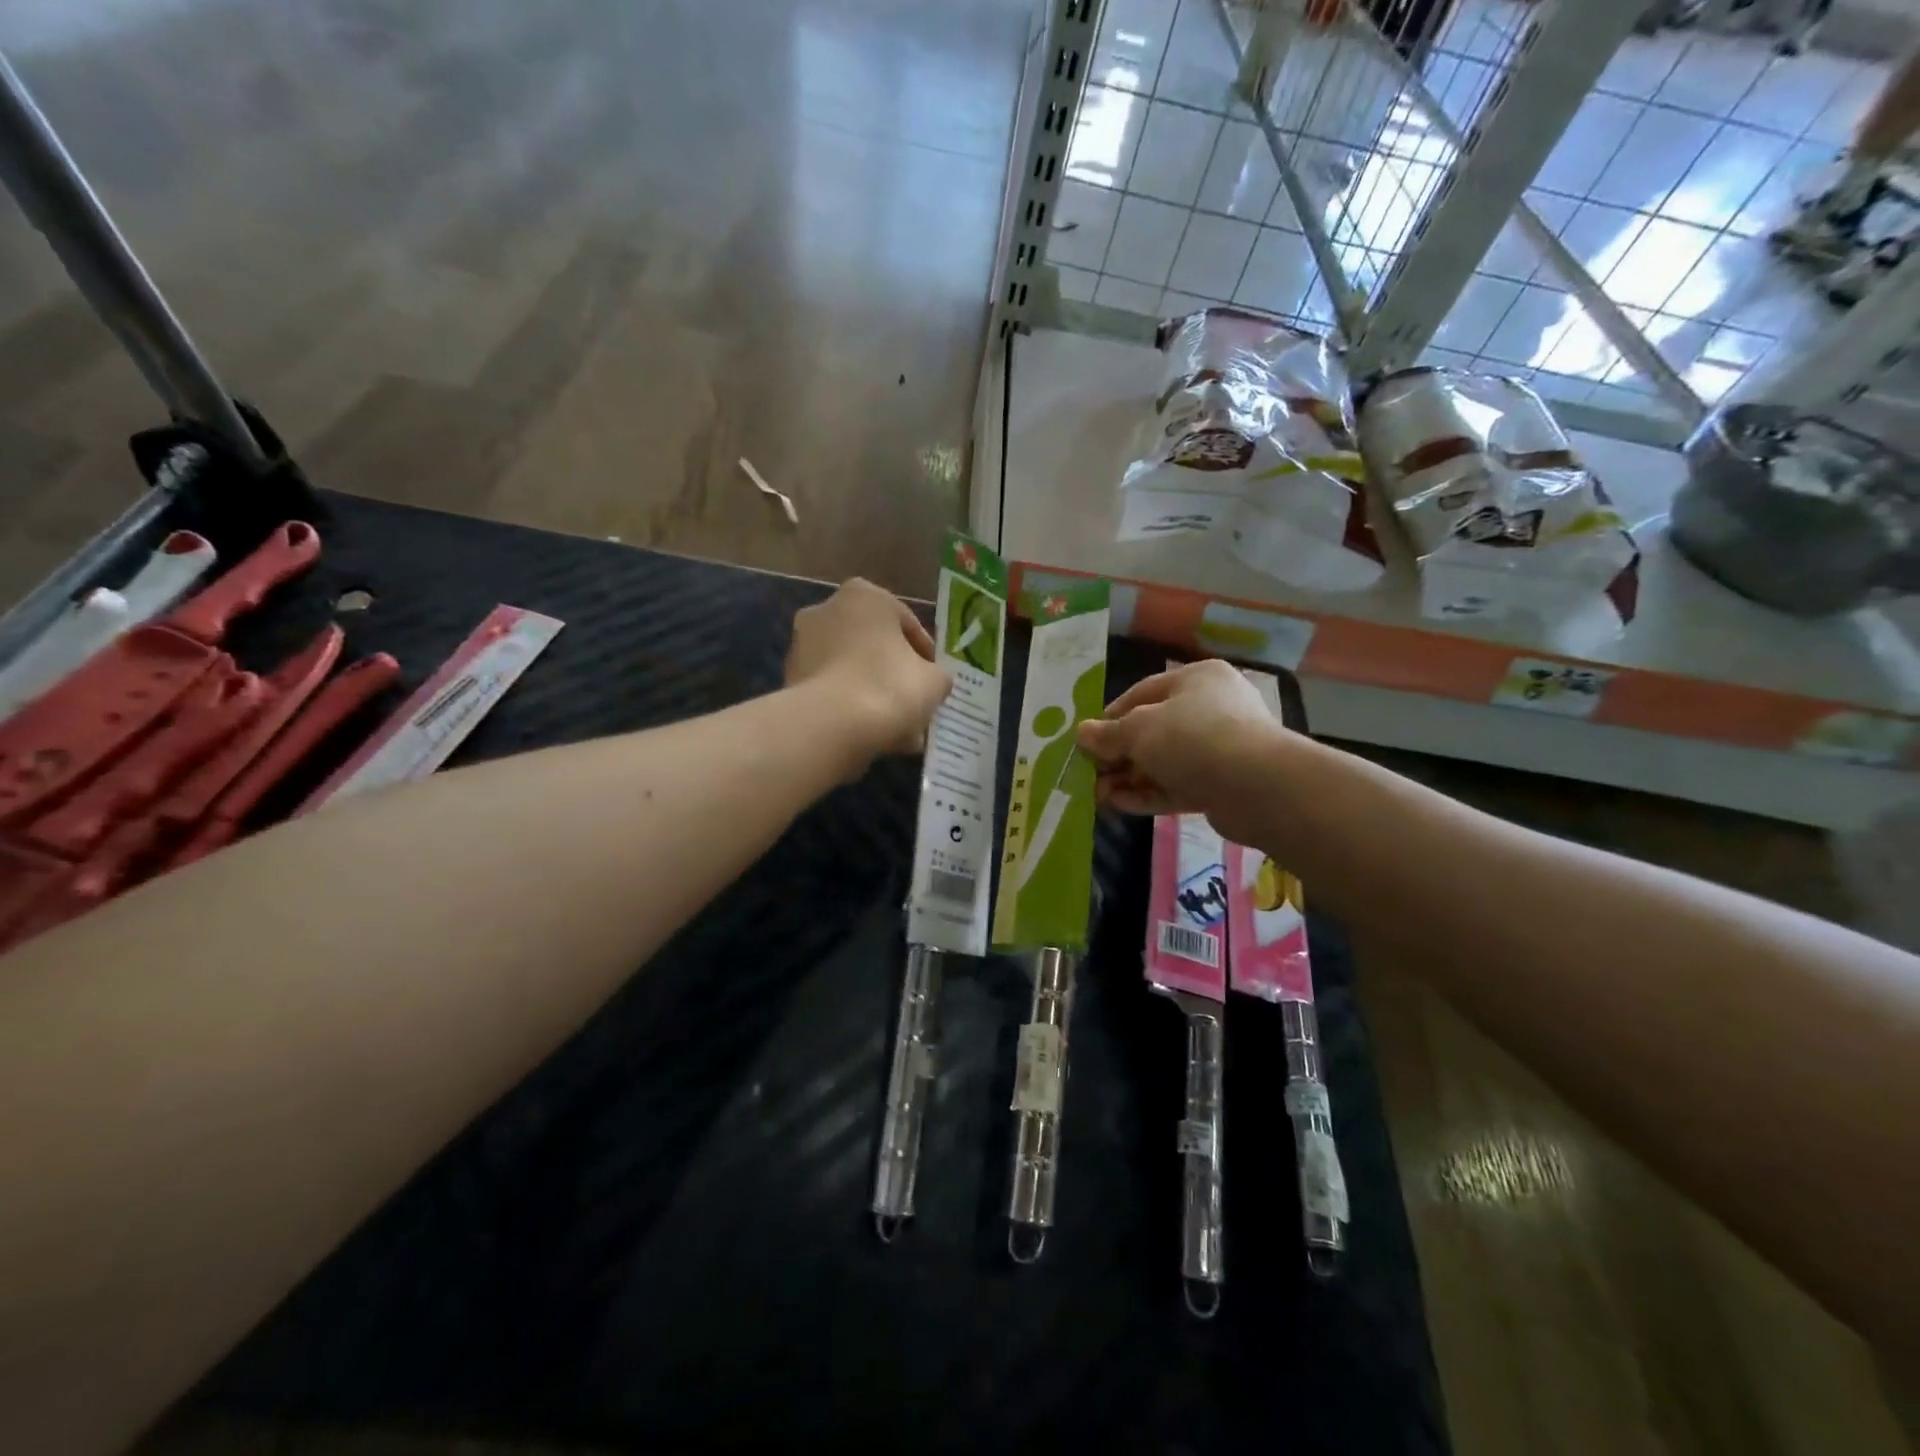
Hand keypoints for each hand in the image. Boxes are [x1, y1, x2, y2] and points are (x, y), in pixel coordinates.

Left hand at [786, 578, 951, 764]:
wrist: (832, 726)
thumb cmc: (890, 687)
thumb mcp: (934, 681)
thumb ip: (937, 676)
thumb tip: (932, 682)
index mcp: (864, 595)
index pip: (907, 624)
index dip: (926, 655)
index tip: (934, 680)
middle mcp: (826, 610)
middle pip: (873, 646)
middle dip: (893, 673)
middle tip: (914, 703)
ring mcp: (802, 645)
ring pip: (851, 670)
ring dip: (872, 693)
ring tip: (897, 729)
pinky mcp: (789, 680)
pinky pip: (832, 691)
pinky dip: (850, 708)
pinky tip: (872, 735)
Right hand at [1075, 659, 1291, 844]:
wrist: (1258, 786)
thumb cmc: (1193, 738)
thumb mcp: (1139, 730)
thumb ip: (1107, 734)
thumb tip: (1081, 733)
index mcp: (1196, 679)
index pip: (1142, 693)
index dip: (1110, 717)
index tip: (1087, 740)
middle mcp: (1210, 708)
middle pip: (1152, 730)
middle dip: (1118, 755)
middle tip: (1091, 774)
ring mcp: (1219, 748)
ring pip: (1163, 761)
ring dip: (1129, 778)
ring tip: (1099, 796)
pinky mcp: (1222, 784)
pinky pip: (1178, 785)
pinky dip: (1149, 794)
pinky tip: (1120, 806)